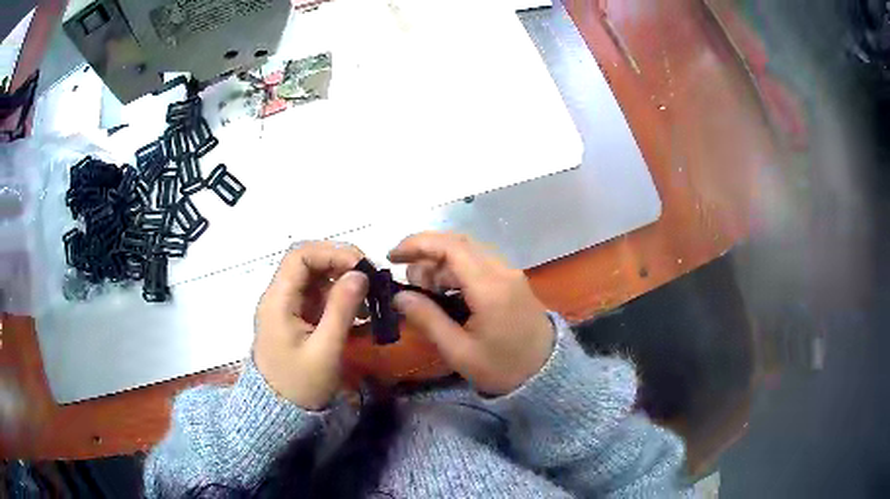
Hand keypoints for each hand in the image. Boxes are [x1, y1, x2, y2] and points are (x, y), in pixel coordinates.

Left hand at [253, 241, 367, 409]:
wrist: (279, 413)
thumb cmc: (300, 385)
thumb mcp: (324, 351)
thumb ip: (341, 310)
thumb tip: (360, 274)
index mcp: (278, 301)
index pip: (300, 256)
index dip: (331, 253)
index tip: (362, 266)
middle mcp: (279, 296)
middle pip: (308, 262)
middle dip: (341, 264)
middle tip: (371, 280)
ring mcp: (287, 306)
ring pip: (315, 277)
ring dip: (343, 281)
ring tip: (369, 300)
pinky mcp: (296, 317)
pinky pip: (318, 296)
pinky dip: (339, 297)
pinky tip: (358, 313)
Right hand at [389, 232, 553, 394]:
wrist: (546, 374)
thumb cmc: (502, 368)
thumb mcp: (459, 351)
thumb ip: (428, 319)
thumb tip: (399, 296)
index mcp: (489, 288)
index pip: (450, 247)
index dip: (417, 245)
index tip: (392, 257)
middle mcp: (502, 271)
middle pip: (458, 243)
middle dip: (426, 254)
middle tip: (410, 284)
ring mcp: (510, 273)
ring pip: (468, 251)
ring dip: (440, 263)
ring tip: (426, 292)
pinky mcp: (512, 280)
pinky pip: (479, 263)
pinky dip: (456, 270)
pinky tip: (446, 292)